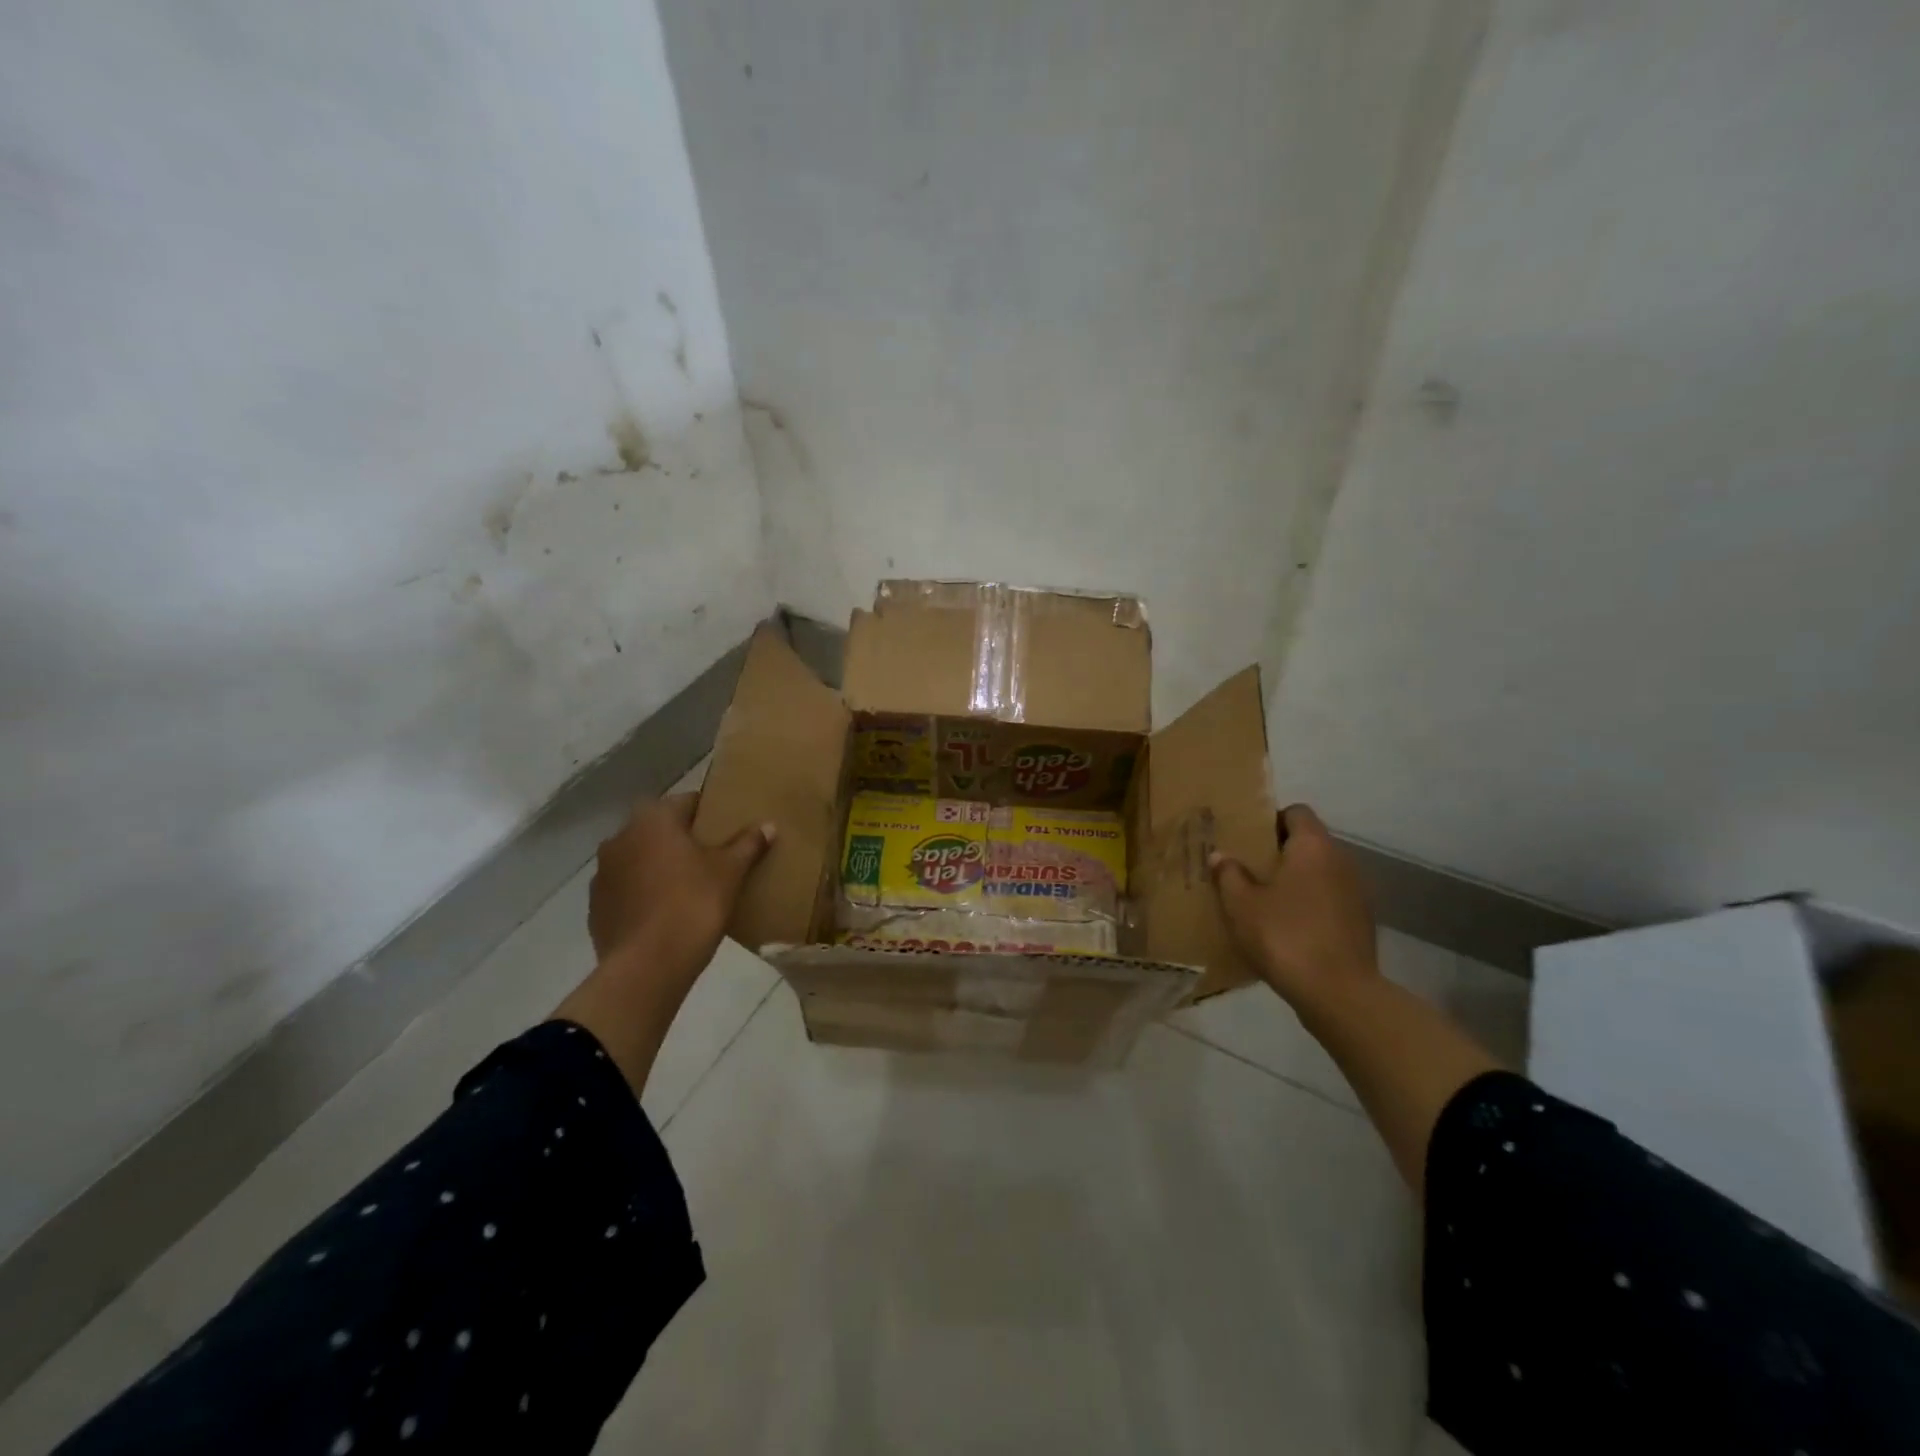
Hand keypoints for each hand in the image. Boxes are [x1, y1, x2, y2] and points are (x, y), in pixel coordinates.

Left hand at [588, 793, 774, 980]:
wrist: (647, 967)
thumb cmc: (693, 904)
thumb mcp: (730, 872)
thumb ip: (748, 844)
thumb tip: (768, 825)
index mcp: (653, 819)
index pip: (688, 802)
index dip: (711, 815)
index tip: (728, 831)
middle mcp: (620, 837)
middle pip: (660, 830)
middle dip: (683, 841)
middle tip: (713, 860)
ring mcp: (603, 874)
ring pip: (641, 860)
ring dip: (660, 867)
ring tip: (690, 889)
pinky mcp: (596, 908)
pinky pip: (628, 890)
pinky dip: (645, 895)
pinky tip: (667, 914)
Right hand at [1209, 804, 1377, 1006]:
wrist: (1339, 993)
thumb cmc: (1285, 936)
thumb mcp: (1241, 904)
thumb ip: (1229, 874)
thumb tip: (1221, 856)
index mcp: (1313, 846)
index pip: (1296, 812)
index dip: (1271, 820)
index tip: (1247, 839)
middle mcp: (1341, 860)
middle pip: (1309, 842)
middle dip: (1279, 852)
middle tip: (1247, 869)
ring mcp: (1357, 892)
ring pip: (1320, 873)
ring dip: (1296, 881)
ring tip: (1265, 900)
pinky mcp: (1362, 922)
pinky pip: (1330, 900)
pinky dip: (1310, 905)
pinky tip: (1288, 928)